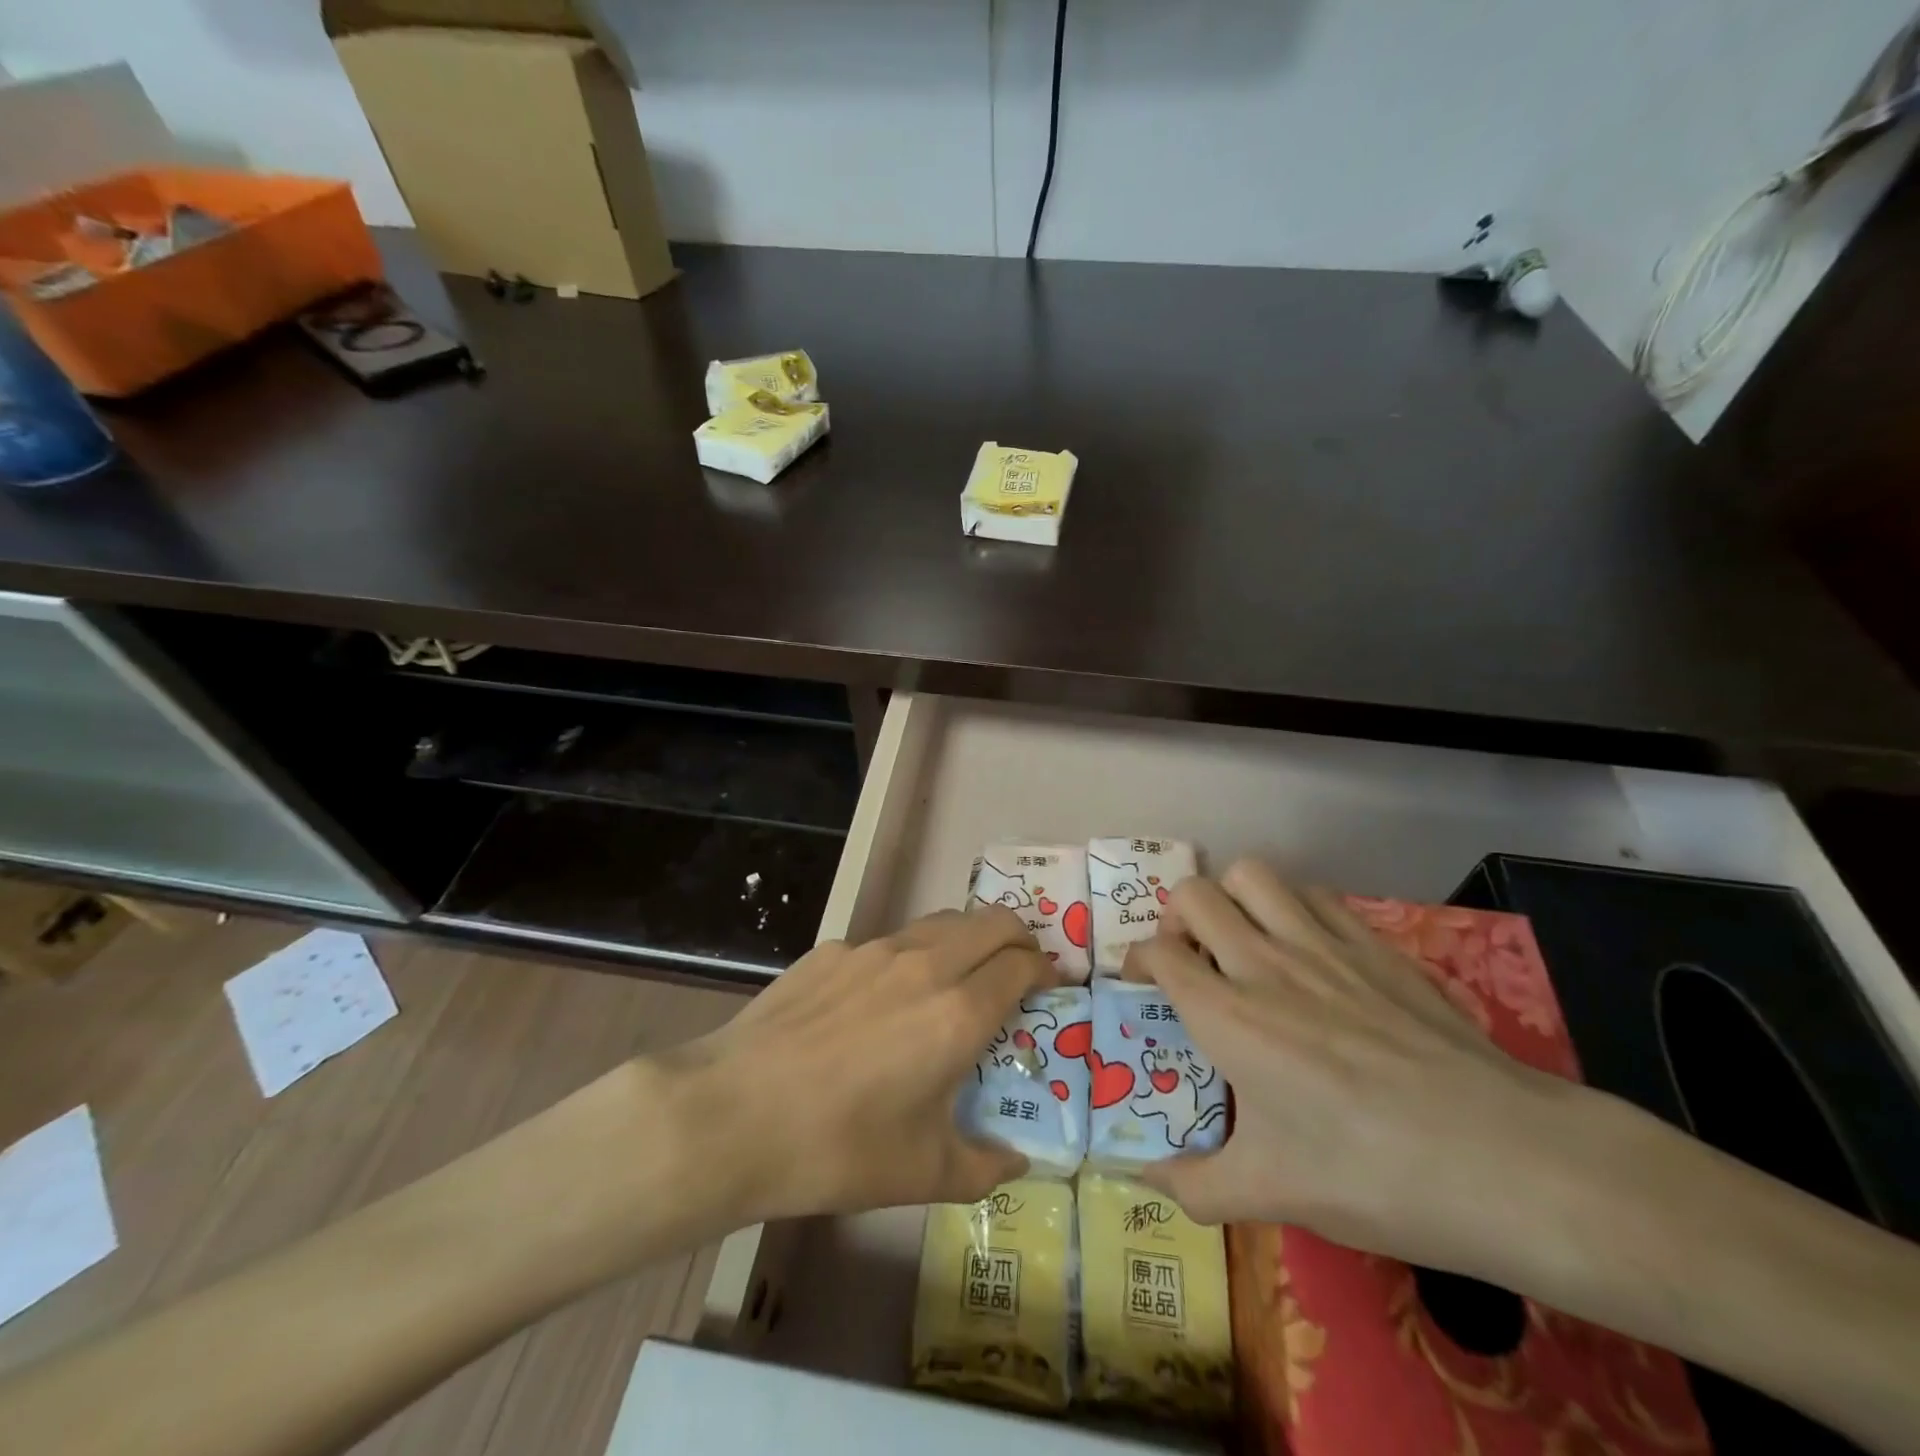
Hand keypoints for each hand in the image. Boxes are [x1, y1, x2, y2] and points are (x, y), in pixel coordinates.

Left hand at [659, 907, 1053, 1225]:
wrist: (733, 1113)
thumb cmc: (839, 1148)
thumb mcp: (922, 1174)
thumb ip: (983, 1167)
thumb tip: (1015, 1162)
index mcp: (958, 1012)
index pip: (1021, 965)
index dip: (1045, 969)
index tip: (1051, 985)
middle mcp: (925, 965)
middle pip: (992, 921)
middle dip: (1019, 937)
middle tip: (1020, 967)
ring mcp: (874, 950)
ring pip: (942, 921)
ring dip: (967, 938)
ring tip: (961, 974)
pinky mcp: (832, 951)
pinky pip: (889, 942)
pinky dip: (911, 956)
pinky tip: (883, 1000)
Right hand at [1126, 861, 1587, 1273]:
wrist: (1505, 1161)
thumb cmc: (1372, 1176)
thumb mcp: (1271, 1194)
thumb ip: (1193, 1185)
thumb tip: (1143, 1179)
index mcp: (1227, 1016)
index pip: (1157, 952)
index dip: (1138, 960)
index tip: (1144, 986)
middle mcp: (1264, 962)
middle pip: (1193, 894)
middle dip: (1176, 917)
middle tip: (1190, 957)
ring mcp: (1323, 944)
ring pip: (1251, 874)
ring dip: (1232, 897)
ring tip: (1241, 940)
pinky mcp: (1375, 943)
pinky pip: (1313, 894)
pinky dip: (1291, 906)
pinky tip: (1307, 949)